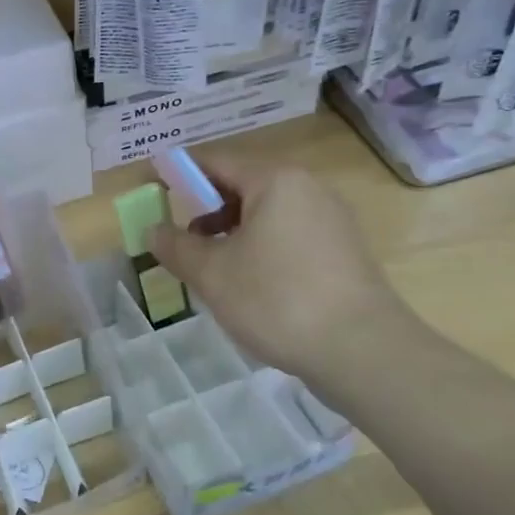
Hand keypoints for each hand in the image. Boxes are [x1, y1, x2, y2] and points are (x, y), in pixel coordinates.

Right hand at [149, 153, 412, 377]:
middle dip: (205, 210)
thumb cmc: (277, 300)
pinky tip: (250, 285)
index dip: (177, 173)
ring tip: (212, 269)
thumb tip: (153, 230)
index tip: (151, 188)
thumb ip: (176, 246)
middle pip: (242, 186)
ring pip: (266, 214)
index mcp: (275, 181)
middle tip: (180, 240)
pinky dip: (260, 248)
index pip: (215, 162)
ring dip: (231, 233)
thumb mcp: (212, 273)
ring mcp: (331, 220)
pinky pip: (288, 236)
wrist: (363, 352)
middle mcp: (308, 188)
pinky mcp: (343, 251)